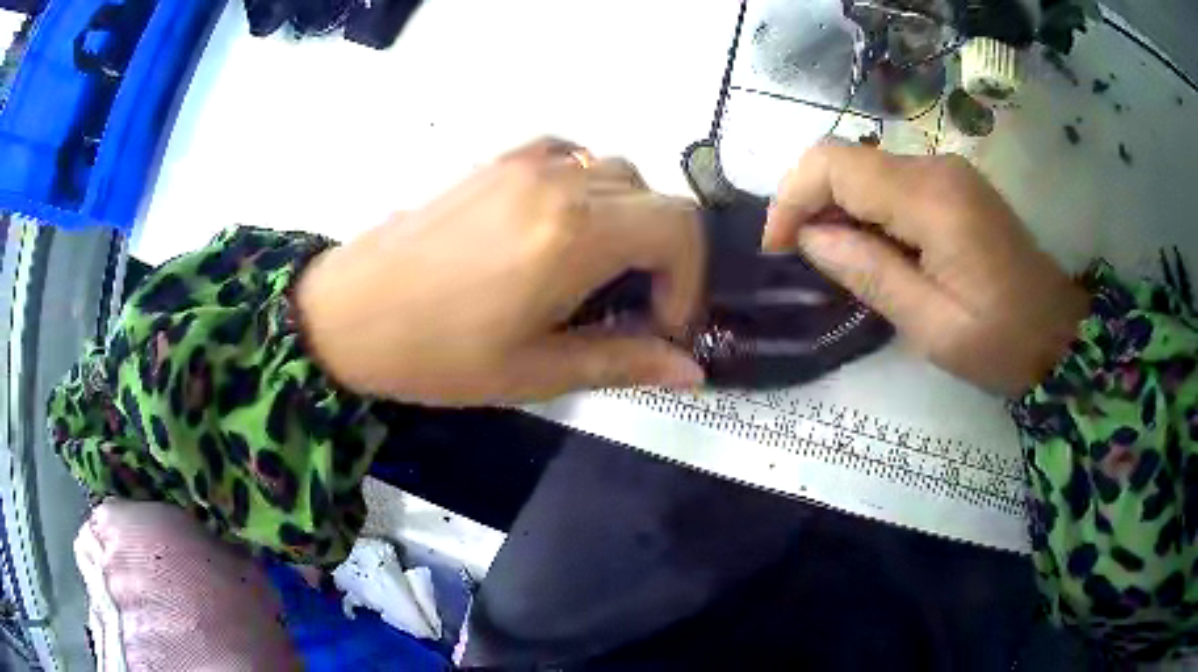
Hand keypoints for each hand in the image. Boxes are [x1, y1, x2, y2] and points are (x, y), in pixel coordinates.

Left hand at [296, 138, 705, 404]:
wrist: (349, 312)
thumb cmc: (437, 354)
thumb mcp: (535, 372)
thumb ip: (623, 362)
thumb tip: (691, 371)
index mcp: (575, 234)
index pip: (680, 229)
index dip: (690, 282)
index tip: (662, 327)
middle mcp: (562, 181)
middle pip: (658, 200)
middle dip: (667, 257)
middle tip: (634, 308)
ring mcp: (528, 161)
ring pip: (619, 173)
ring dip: (631, 222)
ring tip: (599, 272)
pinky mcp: (500, 159)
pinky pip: (574, 157)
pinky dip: (593, 188)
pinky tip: (565, 227)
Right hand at [763, 144, 1090, 396]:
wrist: (1059, 334)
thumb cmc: (1002, 342)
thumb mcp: (931, 326)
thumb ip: (869, 273)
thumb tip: (810, 238)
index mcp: (932, 200)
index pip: (835, 164)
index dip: (792, 197)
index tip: (778, 247)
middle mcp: (936, 167)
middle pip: (846, 158)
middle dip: (811, 202)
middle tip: (804, 259)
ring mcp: (947, 171)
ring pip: (866, 168)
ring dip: (838, 208)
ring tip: (839, 261)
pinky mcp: (953, 184)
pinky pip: (891, 182)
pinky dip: (867, 209)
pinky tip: (875, 250)